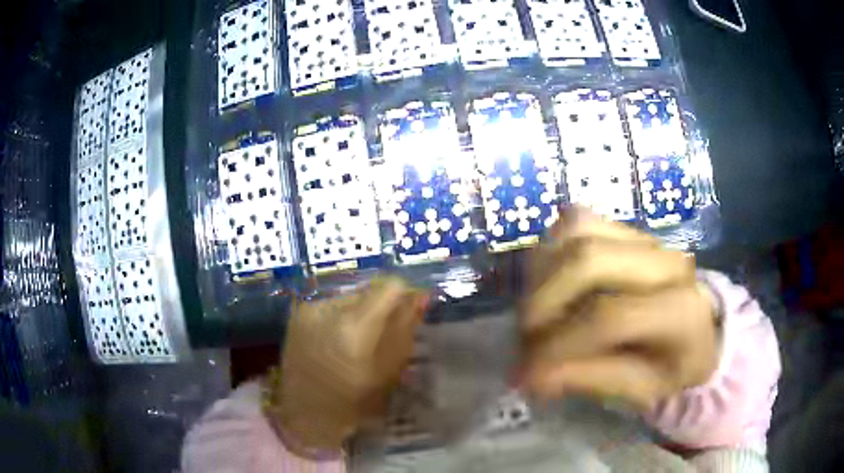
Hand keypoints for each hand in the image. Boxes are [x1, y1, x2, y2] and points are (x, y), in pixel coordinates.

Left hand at [269, 277, 428, 452]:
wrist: (304, 412)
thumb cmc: (353, 402)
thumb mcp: (388, 371)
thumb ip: (404, 329)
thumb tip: (419, 296)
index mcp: (354, 326)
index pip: (389, 285)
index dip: (403, 296)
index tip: (407, 313)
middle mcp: (328, 308)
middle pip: (368, 290)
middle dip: (381, 307)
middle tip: (381, 334)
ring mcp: (309, 308)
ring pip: (350, 296)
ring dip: (360, 311)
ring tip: (357, 341)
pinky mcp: (298, 312)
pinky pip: (332, 304)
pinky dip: (342, 316)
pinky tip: (338, 340)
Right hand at [521, 208, 719, 409]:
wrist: (699, 322)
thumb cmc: (674, 364)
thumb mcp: (643, 388)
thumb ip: (592, 379)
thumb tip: (531, 376)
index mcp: (682, 309)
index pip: (609, 318)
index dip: (559, 347)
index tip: (526, 375)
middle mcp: (666, 262)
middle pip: (587, 261)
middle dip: (543, 302)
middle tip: (525, 338)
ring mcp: (646, 238)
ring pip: (577, 229)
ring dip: (542, 272)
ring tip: (537, 311)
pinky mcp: (627, 228)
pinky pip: (576, 220)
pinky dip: (552, 247)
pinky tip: (549, 281)